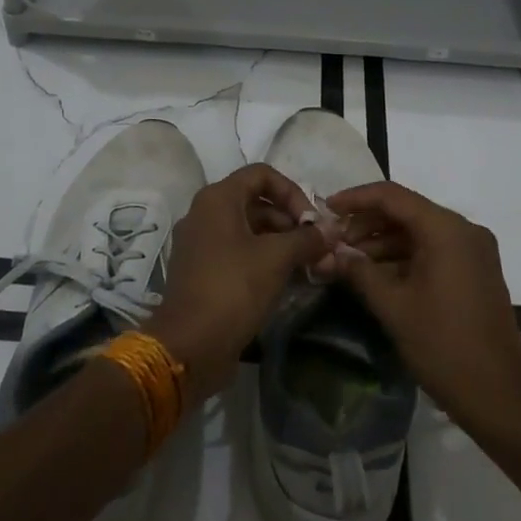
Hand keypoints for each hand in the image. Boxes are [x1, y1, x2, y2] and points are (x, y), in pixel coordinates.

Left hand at [147, 164, 329, 401]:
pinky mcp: (202, 271)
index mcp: (218, 198)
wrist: (189, 345)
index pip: (262, 175)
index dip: (292, 192)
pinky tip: (288, 280)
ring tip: (310, 267)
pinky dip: (264, 260)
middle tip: (318, 249)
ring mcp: (201, 243)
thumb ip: (307, 239)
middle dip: (291, 222)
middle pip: (256, 202)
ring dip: (282, 243)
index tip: (312, 222)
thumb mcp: (276, 258)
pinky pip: (238, 253)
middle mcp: (205, 213)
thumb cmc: (233, 288)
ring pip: (249, 230)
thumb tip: (331, 232)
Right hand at [323, 181, 520, 435]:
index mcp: (446, 230)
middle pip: (406, 211)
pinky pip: (433, 250)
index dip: (356, 198)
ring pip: (418, 232)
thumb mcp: (393, 306)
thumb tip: (331, 252)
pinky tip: (375, 273)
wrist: (499, 398)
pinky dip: (403, 257)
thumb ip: (359, 271)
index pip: (393, 196)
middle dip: (367, 223)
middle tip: (333, 241)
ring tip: (348, 260)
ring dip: (383, 242)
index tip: (326, 208)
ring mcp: (472, 251)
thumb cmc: (443, 346)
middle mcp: (463, 230)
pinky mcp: (475, 271)